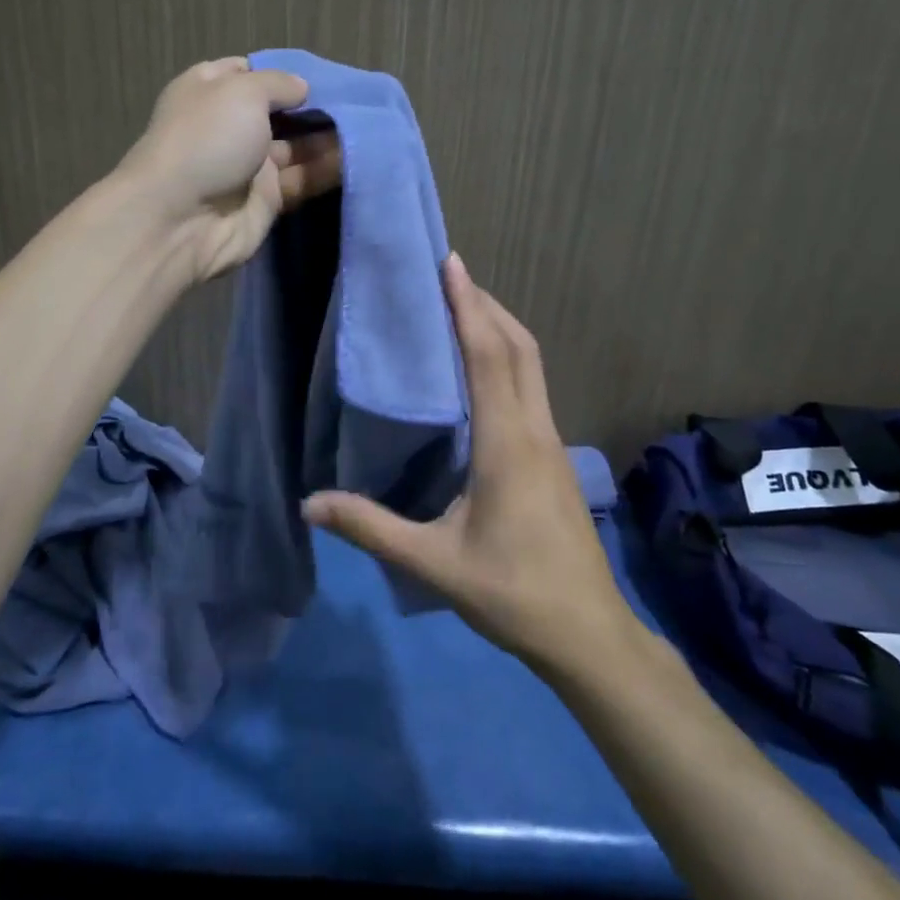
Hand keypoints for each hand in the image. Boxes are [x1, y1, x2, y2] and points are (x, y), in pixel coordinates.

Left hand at [118, 58, 342, 282]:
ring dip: (328, 139)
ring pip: (296, 147)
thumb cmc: (206, 140)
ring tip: (370, 128)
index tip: (322, 75)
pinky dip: (327, 170)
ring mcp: (248, 165)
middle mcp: (230, 125)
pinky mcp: (267, 200)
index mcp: (211, 91)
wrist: (180, 219)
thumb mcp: (242, 91)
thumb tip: (301, 88)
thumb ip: (278, 84)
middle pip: (280, 112)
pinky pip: (302, 180)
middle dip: (315, 107)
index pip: (251, 73)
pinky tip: (360, 158)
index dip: (283, 73)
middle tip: (359, 102)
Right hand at [302, 255, 635, 674]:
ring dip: (500, 328)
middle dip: (486, 304)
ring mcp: (551, 442)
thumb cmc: (513, 593)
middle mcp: (534, 430)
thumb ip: (371, 528)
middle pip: (518, 348)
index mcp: (506, 443)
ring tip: (463, 308)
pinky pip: (531, 388)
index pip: (488, 356)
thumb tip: (309, 504)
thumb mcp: (434, 563)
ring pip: (531, 365)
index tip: (450, 264)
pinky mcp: (554, 457)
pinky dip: (508, 359)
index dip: (468, 306)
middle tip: (449, 276)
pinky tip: (484, 371)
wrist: (589, 634)